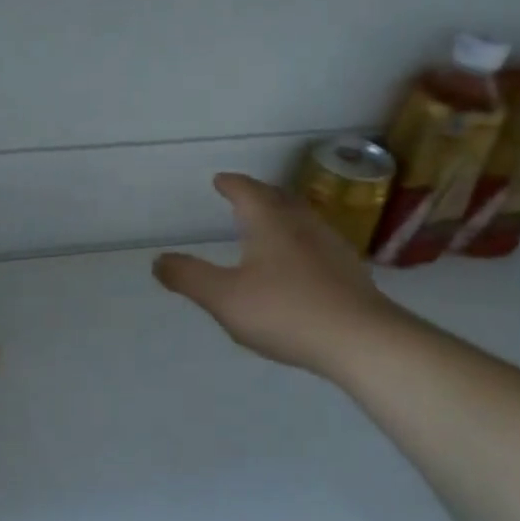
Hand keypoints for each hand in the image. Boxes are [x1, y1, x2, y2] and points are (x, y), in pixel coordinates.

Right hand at [153, 173, 399, 378]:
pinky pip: (317, 243)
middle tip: (244, 195)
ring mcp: (331, 247)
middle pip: (278, 199)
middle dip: (258, 194)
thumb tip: (158, 260)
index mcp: (270, 223)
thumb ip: (189, 278)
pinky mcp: (349, 272)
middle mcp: (302, 225)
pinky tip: (299, 262)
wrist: (361, 340)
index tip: (220, 180)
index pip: (247, 192)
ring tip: (269, 224)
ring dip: (282, 215)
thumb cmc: (285, 312)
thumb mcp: (224, 298)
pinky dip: (300, 241)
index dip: (231, 184)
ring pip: (302, 219)